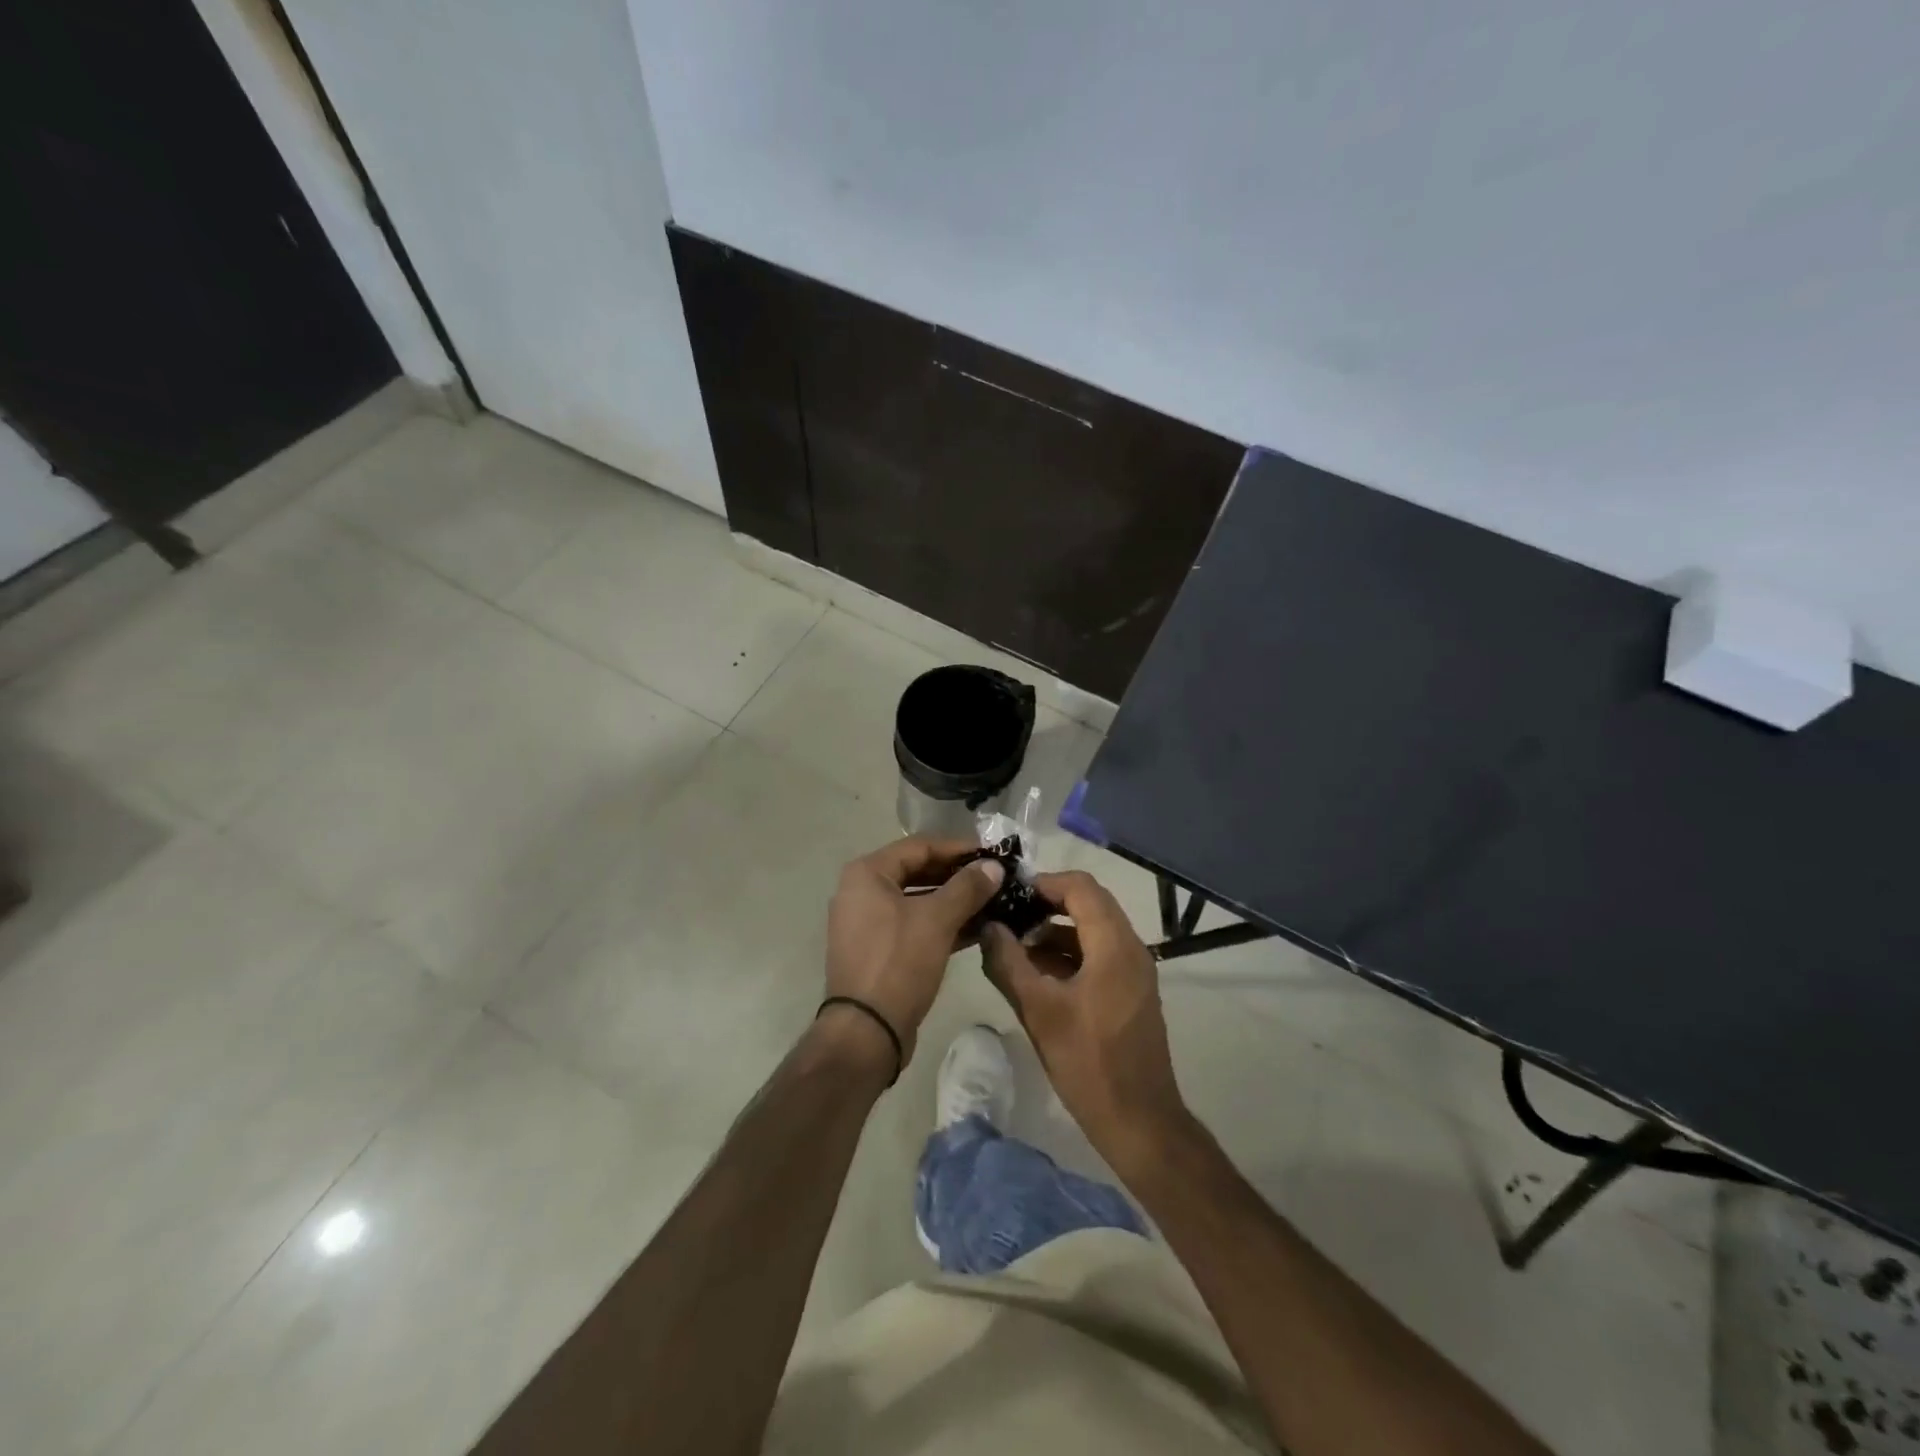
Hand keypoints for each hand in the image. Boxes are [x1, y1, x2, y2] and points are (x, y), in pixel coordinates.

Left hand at [825, 837, 1004, 1068]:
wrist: (866, 1032)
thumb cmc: (898, 963)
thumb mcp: (937, 920)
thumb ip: (967, 888)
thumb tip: (994, 867)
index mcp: (867, 874)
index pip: (920, 846)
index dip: (958, 848)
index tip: (993, 853)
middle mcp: (862, 891)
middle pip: (918, 871)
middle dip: (958, 875)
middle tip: (996, 877)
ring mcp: (868, 923)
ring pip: (918, 900)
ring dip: (954, 900)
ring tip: (994, 901)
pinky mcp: (879, 950)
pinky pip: (914, 925)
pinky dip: (942, 924)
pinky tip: (978, 929)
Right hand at [980, 870, 1191, 1177]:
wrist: (1139, 1121)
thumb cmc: (1088, 1063)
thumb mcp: (1038, 1011)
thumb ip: (1008, 964)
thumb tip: (988, 926)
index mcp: (1114, 945)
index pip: (1081, 887)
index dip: (1044, 882)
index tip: (1010, 893)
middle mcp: (1131, 948)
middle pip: (1089, 904)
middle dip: (1047, 904)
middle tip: (1008, 914)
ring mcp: (1135, 970)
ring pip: (1093, 930)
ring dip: (1056, 930)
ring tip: (1015, 943)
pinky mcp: (1131, 991)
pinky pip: (1099, 954)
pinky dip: (1069, 952)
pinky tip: (1037, 972)